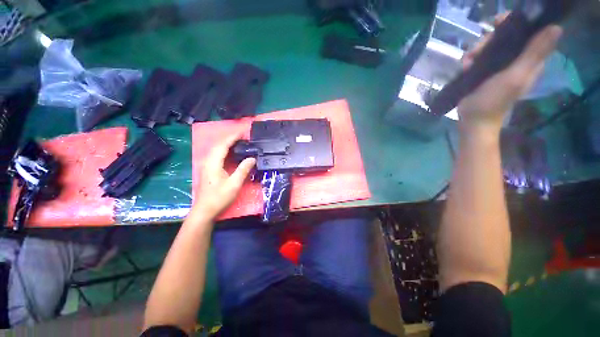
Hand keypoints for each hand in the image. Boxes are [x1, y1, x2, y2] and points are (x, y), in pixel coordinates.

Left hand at [191, 133, 255, 219]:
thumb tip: (252, 158)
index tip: (243, 132)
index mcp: (213, 163)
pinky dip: (225, 150)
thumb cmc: (219, 198)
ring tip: (240, 142)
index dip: (233, 137)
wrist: (205, 210)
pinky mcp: (209, 169)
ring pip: (217, 149)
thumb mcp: (234, 184)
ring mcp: (207, 165)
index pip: (223, 145)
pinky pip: (217, 155)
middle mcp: (208, 161)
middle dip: (231, 138)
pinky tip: (232, 152)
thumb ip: (243, 170)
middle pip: (219, 144)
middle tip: (244, 136)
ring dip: (228, 143)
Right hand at [458, 14, 561, 134]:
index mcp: (529, 59)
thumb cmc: (495, 100)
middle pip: (504, 37)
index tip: (498, 22)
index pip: (528, 33)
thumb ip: (535, 53)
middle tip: (478, 50)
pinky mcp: (483, 72)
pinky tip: (465, 66)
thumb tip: (556, 28)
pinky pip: (477, 57)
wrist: (474, 118)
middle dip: (489, 39)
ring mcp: (498, 66)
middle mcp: (515, 59)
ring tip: (468, 61)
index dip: (516, 23)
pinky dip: (469, 59)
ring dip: (476, 50)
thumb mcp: (517, 76)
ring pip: (488, 46)